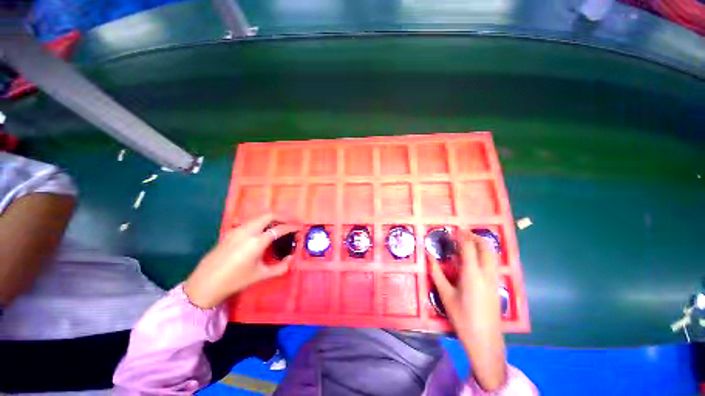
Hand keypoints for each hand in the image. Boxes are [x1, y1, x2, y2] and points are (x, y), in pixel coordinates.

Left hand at [184, 213, 300, 308]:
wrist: (205, 284)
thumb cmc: (235, 280)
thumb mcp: (261, 275)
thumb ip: (281, 267)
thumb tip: (291, 258)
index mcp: (257, 241)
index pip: (279, 228)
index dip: (291, 227)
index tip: (299, 227)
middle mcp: (248, 231)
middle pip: (268, 216)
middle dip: (281, 217)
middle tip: (289, 224)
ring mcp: (237, 230)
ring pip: (258, 217)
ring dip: (270, 219)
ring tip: (277, 227)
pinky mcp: (231, 232)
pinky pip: (250, 222)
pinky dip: (260, 223)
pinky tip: (262, 233)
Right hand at [428, 230, 506, 390]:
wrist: (485, 340)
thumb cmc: (462, 317)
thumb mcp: (445, 294)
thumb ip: (436, 272)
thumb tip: (428, 256)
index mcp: (472, 273)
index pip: (469, 247)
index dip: (461, 236)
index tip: (453, 231)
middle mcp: (486, 273)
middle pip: (485, 247)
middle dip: (474, 236)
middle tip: (461, 234)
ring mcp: (494, 279)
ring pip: (491, 254)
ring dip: (481, 244)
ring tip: (468, 242)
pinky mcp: (496, 285)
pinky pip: (492, 262)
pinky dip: (485, 254)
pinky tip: (475, 259)